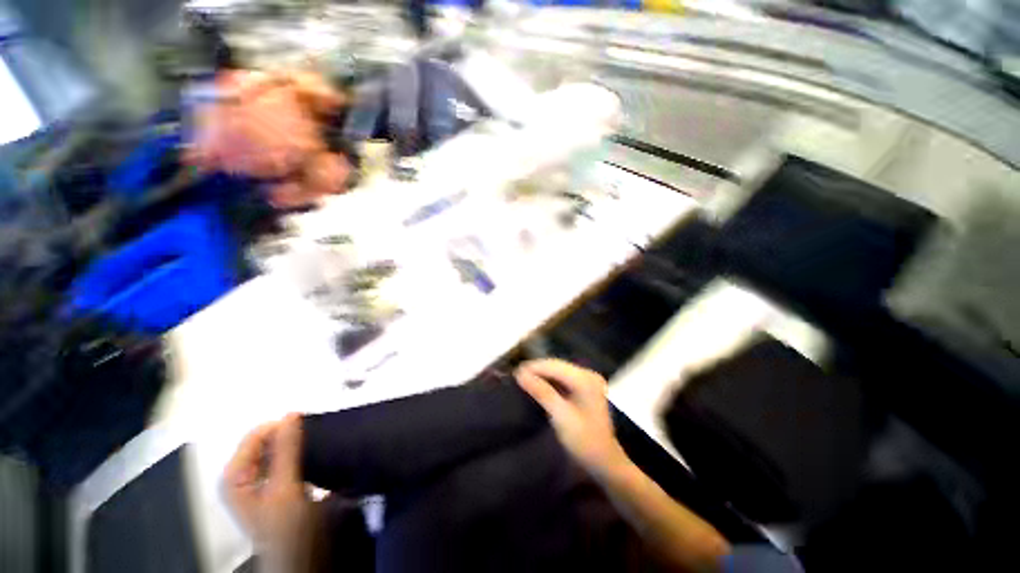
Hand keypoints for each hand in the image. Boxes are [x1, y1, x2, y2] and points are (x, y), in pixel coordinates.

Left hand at [223, 414, 314, 569]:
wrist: (296, 555)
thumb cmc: (285, 526)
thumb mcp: (285, 487)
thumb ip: (286, 450)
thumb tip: (292, 415)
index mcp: (234, 476)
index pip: (254, 435)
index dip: (280, 427)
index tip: (305, 426)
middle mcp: (240, 475)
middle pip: (263, 442)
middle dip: (287, 436)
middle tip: (311, 439)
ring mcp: (254, 480)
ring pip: (274, 449)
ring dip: (293, 444)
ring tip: (312, 448)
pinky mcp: (270, 484)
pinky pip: (281, 459)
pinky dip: (295, 453)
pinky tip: (308, 457)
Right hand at [515, 359, 627, 478]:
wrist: (605, 462)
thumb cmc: (584, 442)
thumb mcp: (560, 416)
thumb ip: (541, 392)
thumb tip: (520, 374)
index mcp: (585, 379)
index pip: (555, 366)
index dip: (534, 367)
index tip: (514, 372)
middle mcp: (588, 374)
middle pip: (557, 366)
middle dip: (536, 370)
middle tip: (516, 376)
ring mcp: (587, 381)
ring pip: (558, 371)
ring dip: (541, 375)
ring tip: (523, 379)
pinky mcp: (585, 388)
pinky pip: (563, 379)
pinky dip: (549, 381)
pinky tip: (537, 385)